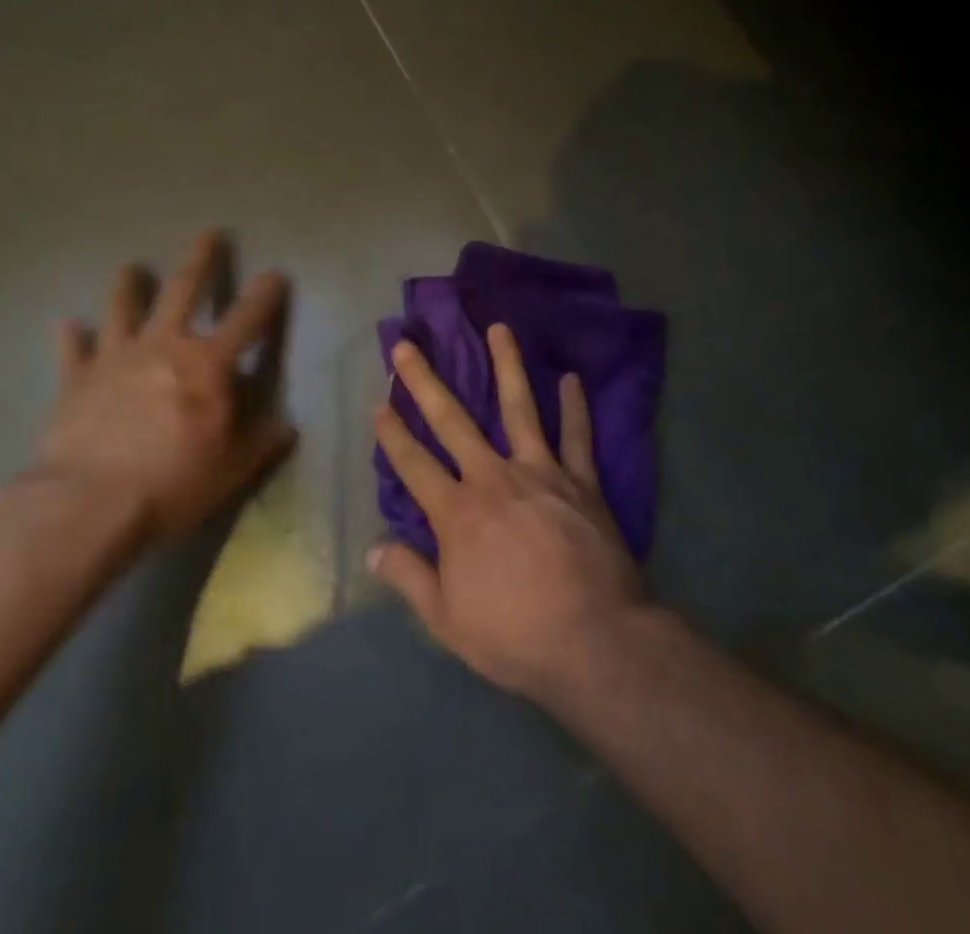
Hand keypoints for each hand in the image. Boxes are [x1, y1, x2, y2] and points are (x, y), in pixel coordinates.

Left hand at [38, 230, 294, 539]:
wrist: (89, 503)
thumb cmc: (173, 482)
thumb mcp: (233, 469)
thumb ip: (262, 441)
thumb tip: (287, 424)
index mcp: (207, 365)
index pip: (247, 319)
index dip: (265, 294)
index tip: (275, 274)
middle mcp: (164, 346)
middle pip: (182, 290)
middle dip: (200, 259)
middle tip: (209, 234)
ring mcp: (116, 358)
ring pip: (122, 308)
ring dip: (128, 286)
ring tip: (130, 267)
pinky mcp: (77, 380)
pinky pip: (72, 350)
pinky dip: (70, 336)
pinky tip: (64, 323)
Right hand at [369, 324, 646, 704]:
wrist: (596, 640)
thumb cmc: (516, 635)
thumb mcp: (448, 620)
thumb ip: (409, 578)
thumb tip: (373, 548)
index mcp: (457, 512)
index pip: (414, 464)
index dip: (392, 434)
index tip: (378, 404)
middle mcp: (493, 478)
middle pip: (452, 420)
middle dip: (424, 382)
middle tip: (406, 346)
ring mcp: (541, 473)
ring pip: (519, 408)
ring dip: (507, 365)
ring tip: (499, 328)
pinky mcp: (581, 481)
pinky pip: (577, 436)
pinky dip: (575, 406)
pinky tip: (571, 378)